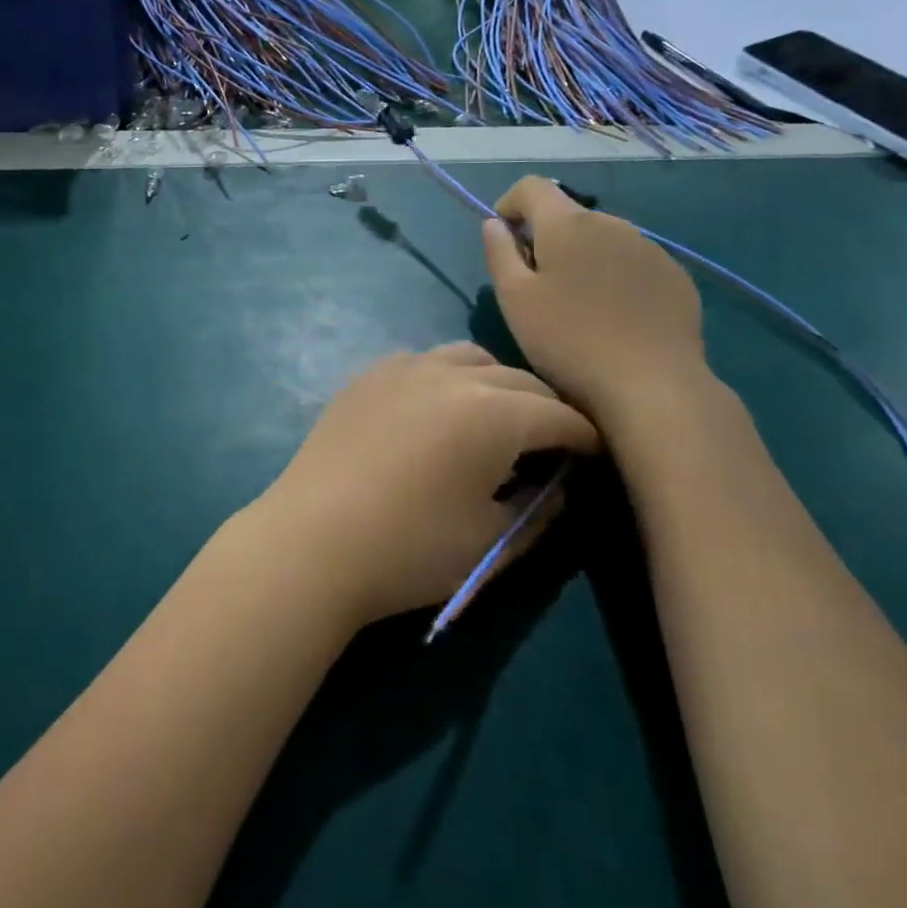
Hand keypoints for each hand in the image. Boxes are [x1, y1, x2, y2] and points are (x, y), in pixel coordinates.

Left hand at [243, 342, 598, 627]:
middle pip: (517, 379)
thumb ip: (537, 511)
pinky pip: (421, 361)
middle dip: (544, 407)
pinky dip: (445, 377)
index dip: (584, 437)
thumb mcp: (490, 542)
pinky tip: (435, 410)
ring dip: (494, 383)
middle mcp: (451, 375)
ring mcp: (403, 368)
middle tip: (549, 443)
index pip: (558, 415)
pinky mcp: (367, 376)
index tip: (593, 455)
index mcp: (493, 412)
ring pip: (468, 358)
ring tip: (493, 419)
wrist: (313, 539)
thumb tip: (555, 488)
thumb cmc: (411, 549)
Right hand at [483, 177, 708, 424]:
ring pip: (602, 240)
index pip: (532, 186)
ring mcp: (651, 249)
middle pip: (568, 215)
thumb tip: (495, 224)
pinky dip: (614, 278)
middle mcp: (612, 223)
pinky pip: (633, 264)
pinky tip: (614, 318)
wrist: (653, 386)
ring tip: (577, 306)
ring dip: (582, 258)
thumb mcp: (514, 298)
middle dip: (546, 238)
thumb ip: (499, 252)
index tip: (504, 240)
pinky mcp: (676, 277)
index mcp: (568, 223)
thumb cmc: (568, 341)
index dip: (510, 204)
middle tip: (537, 286)